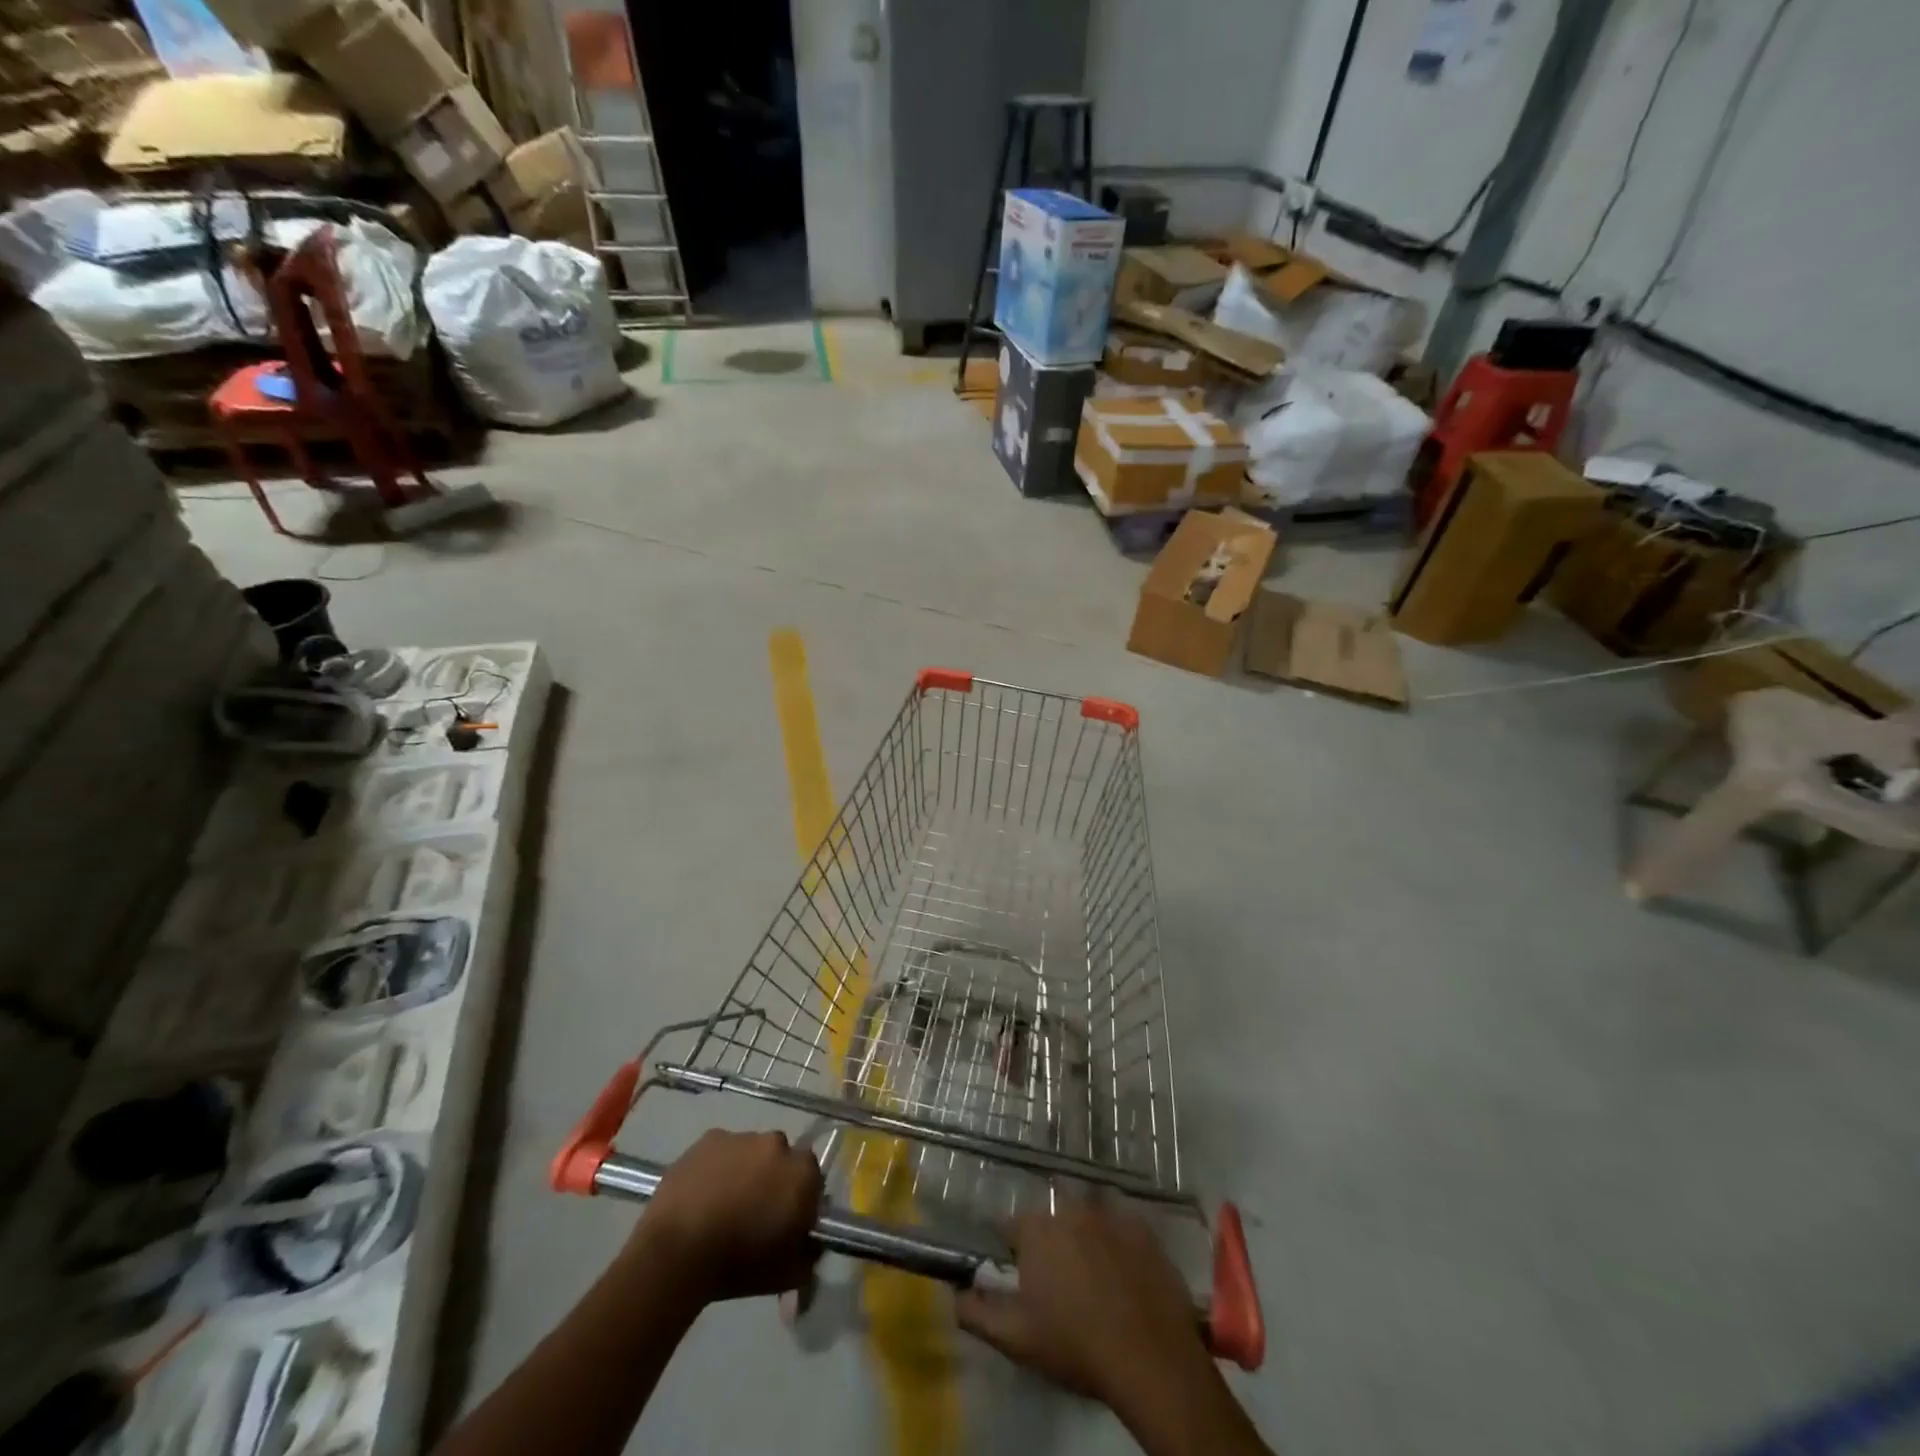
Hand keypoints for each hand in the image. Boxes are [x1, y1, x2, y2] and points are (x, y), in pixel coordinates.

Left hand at [634, 1129, 823, 1303]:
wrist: (677, 1253)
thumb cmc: (738, 1264)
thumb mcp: (787, 1275)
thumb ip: (809, 1255)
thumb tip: (812, 1245)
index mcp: (802, 1173)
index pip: (811, 1179)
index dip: (799, 1199)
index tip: (785, 1222)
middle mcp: (777, 1144)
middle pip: (781, 1159)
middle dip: (772, 1180)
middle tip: (753, 1212)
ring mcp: (741, 1137)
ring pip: (750, 1152)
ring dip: (744, 1171)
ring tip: (722, 1206)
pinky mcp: (709, 1138)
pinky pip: (721, 1151)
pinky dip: (717, 1167)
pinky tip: (702, 1195)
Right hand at [955, 1204, 1214, 1408]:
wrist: (1150, 1358)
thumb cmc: (1076, 1346)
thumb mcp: (1017, 1339)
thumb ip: (978, 1313)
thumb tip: (954, 1294)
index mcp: (1037, 1229)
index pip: (1011, 1227)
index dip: (1013, 1252)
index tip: (1022, 1278)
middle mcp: (1070, 1208)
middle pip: (1050, 1219)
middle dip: (1049, 1242)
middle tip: (1059, 1283)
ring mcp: (1110, 1214)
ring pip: (1086, 1219)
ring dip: (1083, 1238)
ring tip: (1094, 1279)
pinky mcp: (1143, 1228)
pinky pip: (1121, 1227)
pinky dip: (1117, 1244)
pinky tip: (1124, 1275)